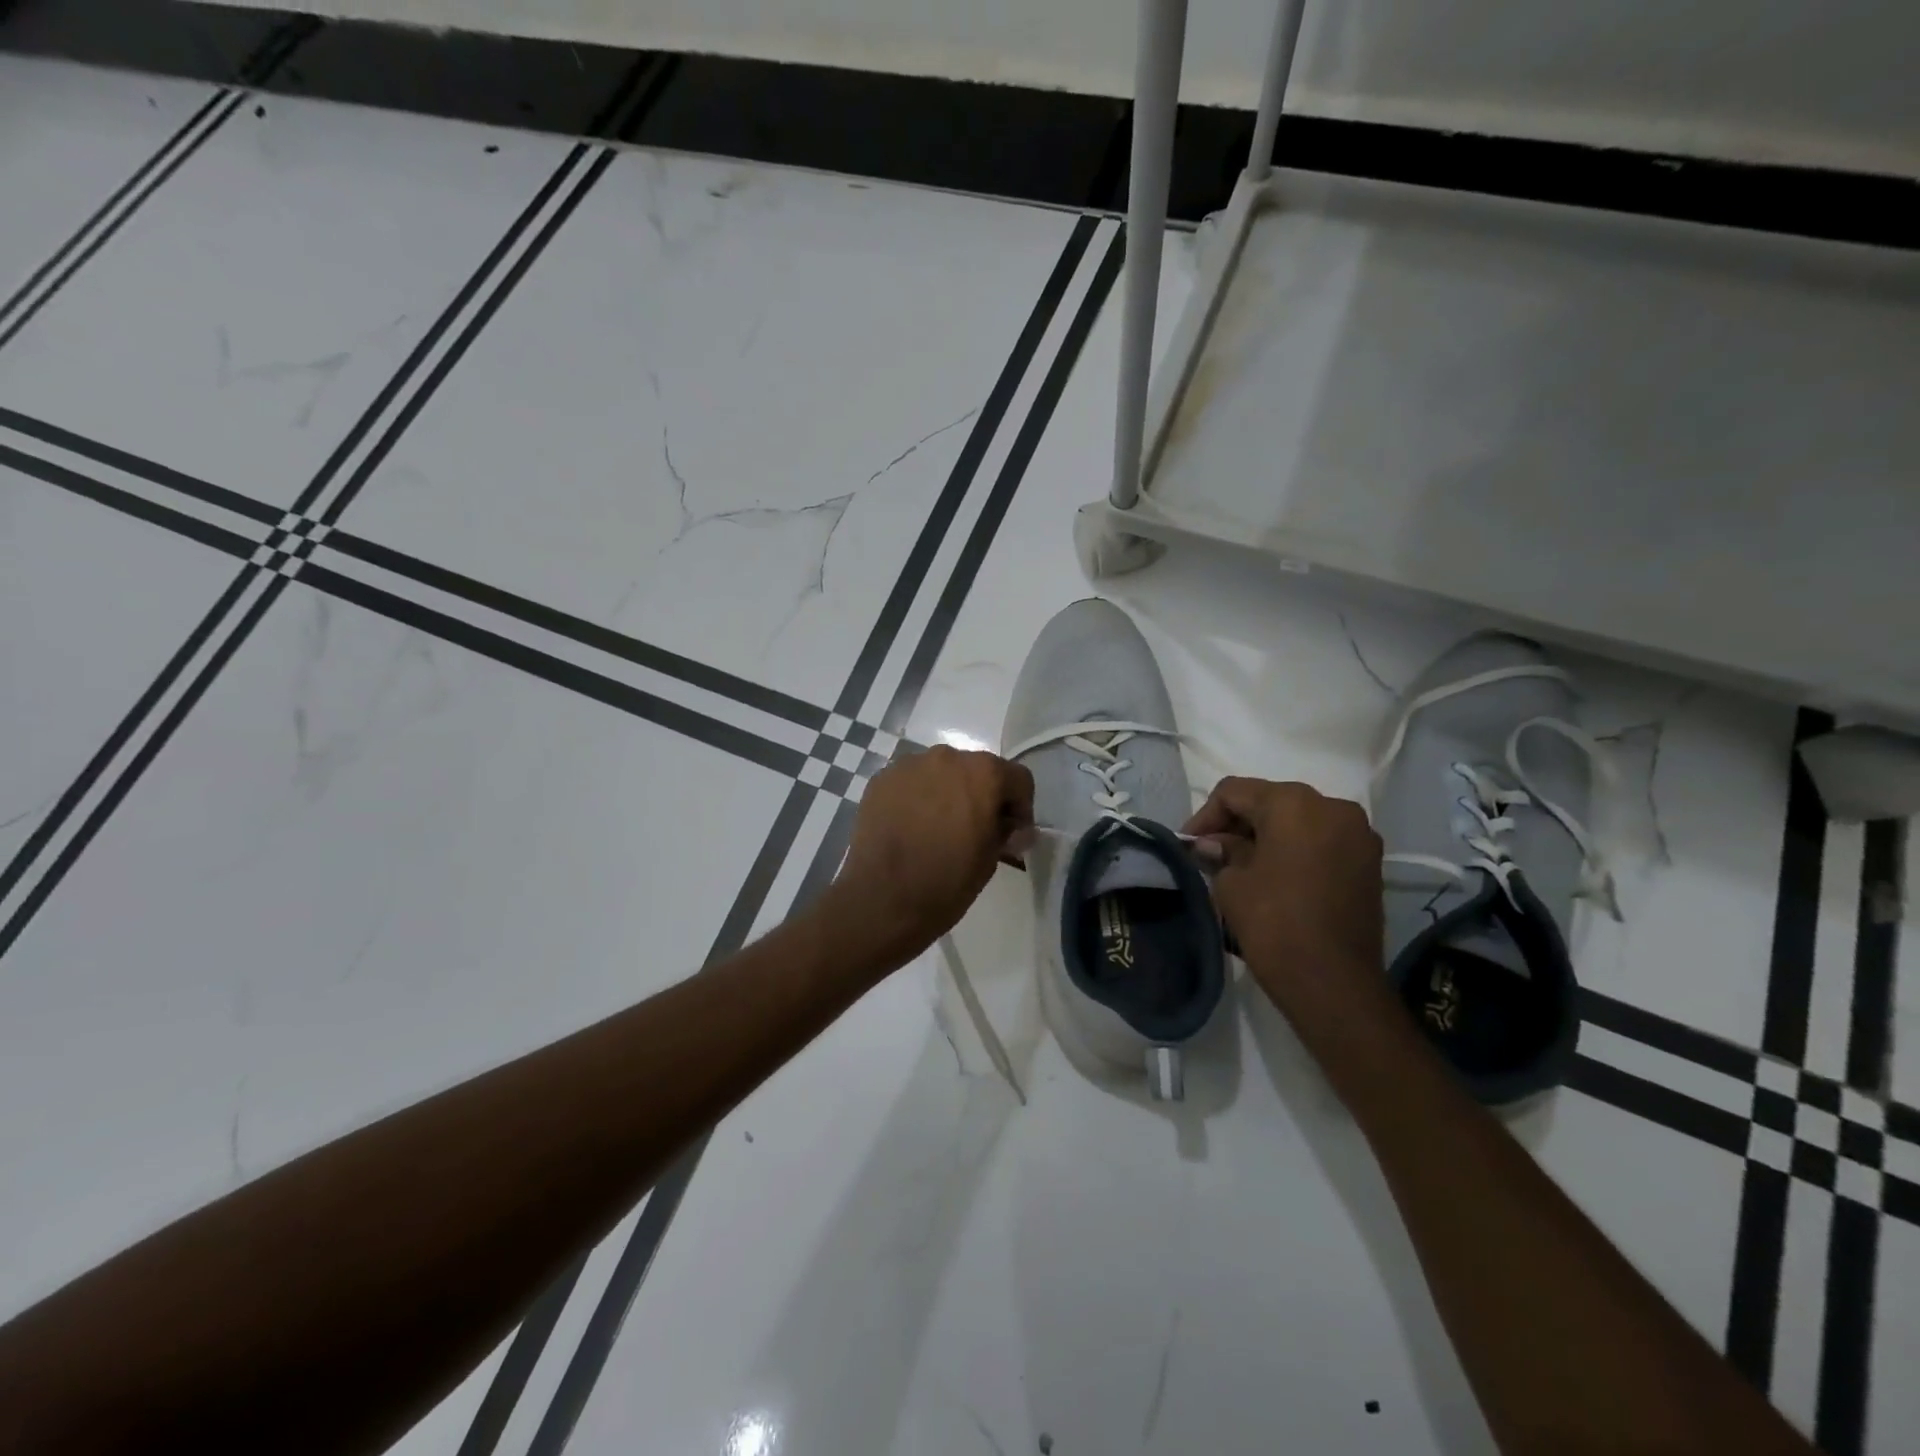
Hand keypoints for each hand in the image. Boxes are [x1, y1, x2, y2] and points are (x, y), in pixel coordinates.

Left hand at [830, 746, 1034, 961]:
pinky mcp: (881, 779)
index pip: (1017, 779)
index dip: (1021, 806)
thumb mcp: (990, 859)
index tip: (1013, 833)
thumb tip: (1013, 828)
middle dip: (982, 795)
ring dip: (948, 792)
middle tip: (976, 829)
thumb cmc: (946, 882)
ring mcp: (909, 765)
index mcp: (983, 773)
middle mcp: (947, 757)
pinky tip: (912, 827)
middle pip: (977, 769)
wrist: (882, 900)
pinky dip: (918, 797)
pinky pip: (911, 782)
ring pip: (941, 773)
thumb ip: (1005, 832)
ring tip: (939, 828)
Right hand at [1184, 778, 1385, 1016]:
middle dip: (1237, 824)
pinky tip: (1274, 876)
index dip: (1205, 816)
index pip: (1235, 792)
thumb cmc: (1274, 923)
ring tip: (1241, 867)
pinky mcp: (1369, 863)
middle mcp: (1332, 806)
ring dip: (1267, 837)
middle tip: (1210, 854)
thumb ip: (1222, 852)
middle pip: (1270, 801)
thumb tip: (1214, 845)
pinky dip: (1295, 850)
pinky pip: (1321, 842)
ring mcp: (1358, 834)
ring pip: (1299, 821)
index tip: (1188, 846)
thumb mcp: (1232, 883)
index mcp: (1294, 803)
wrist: (1334, 983)